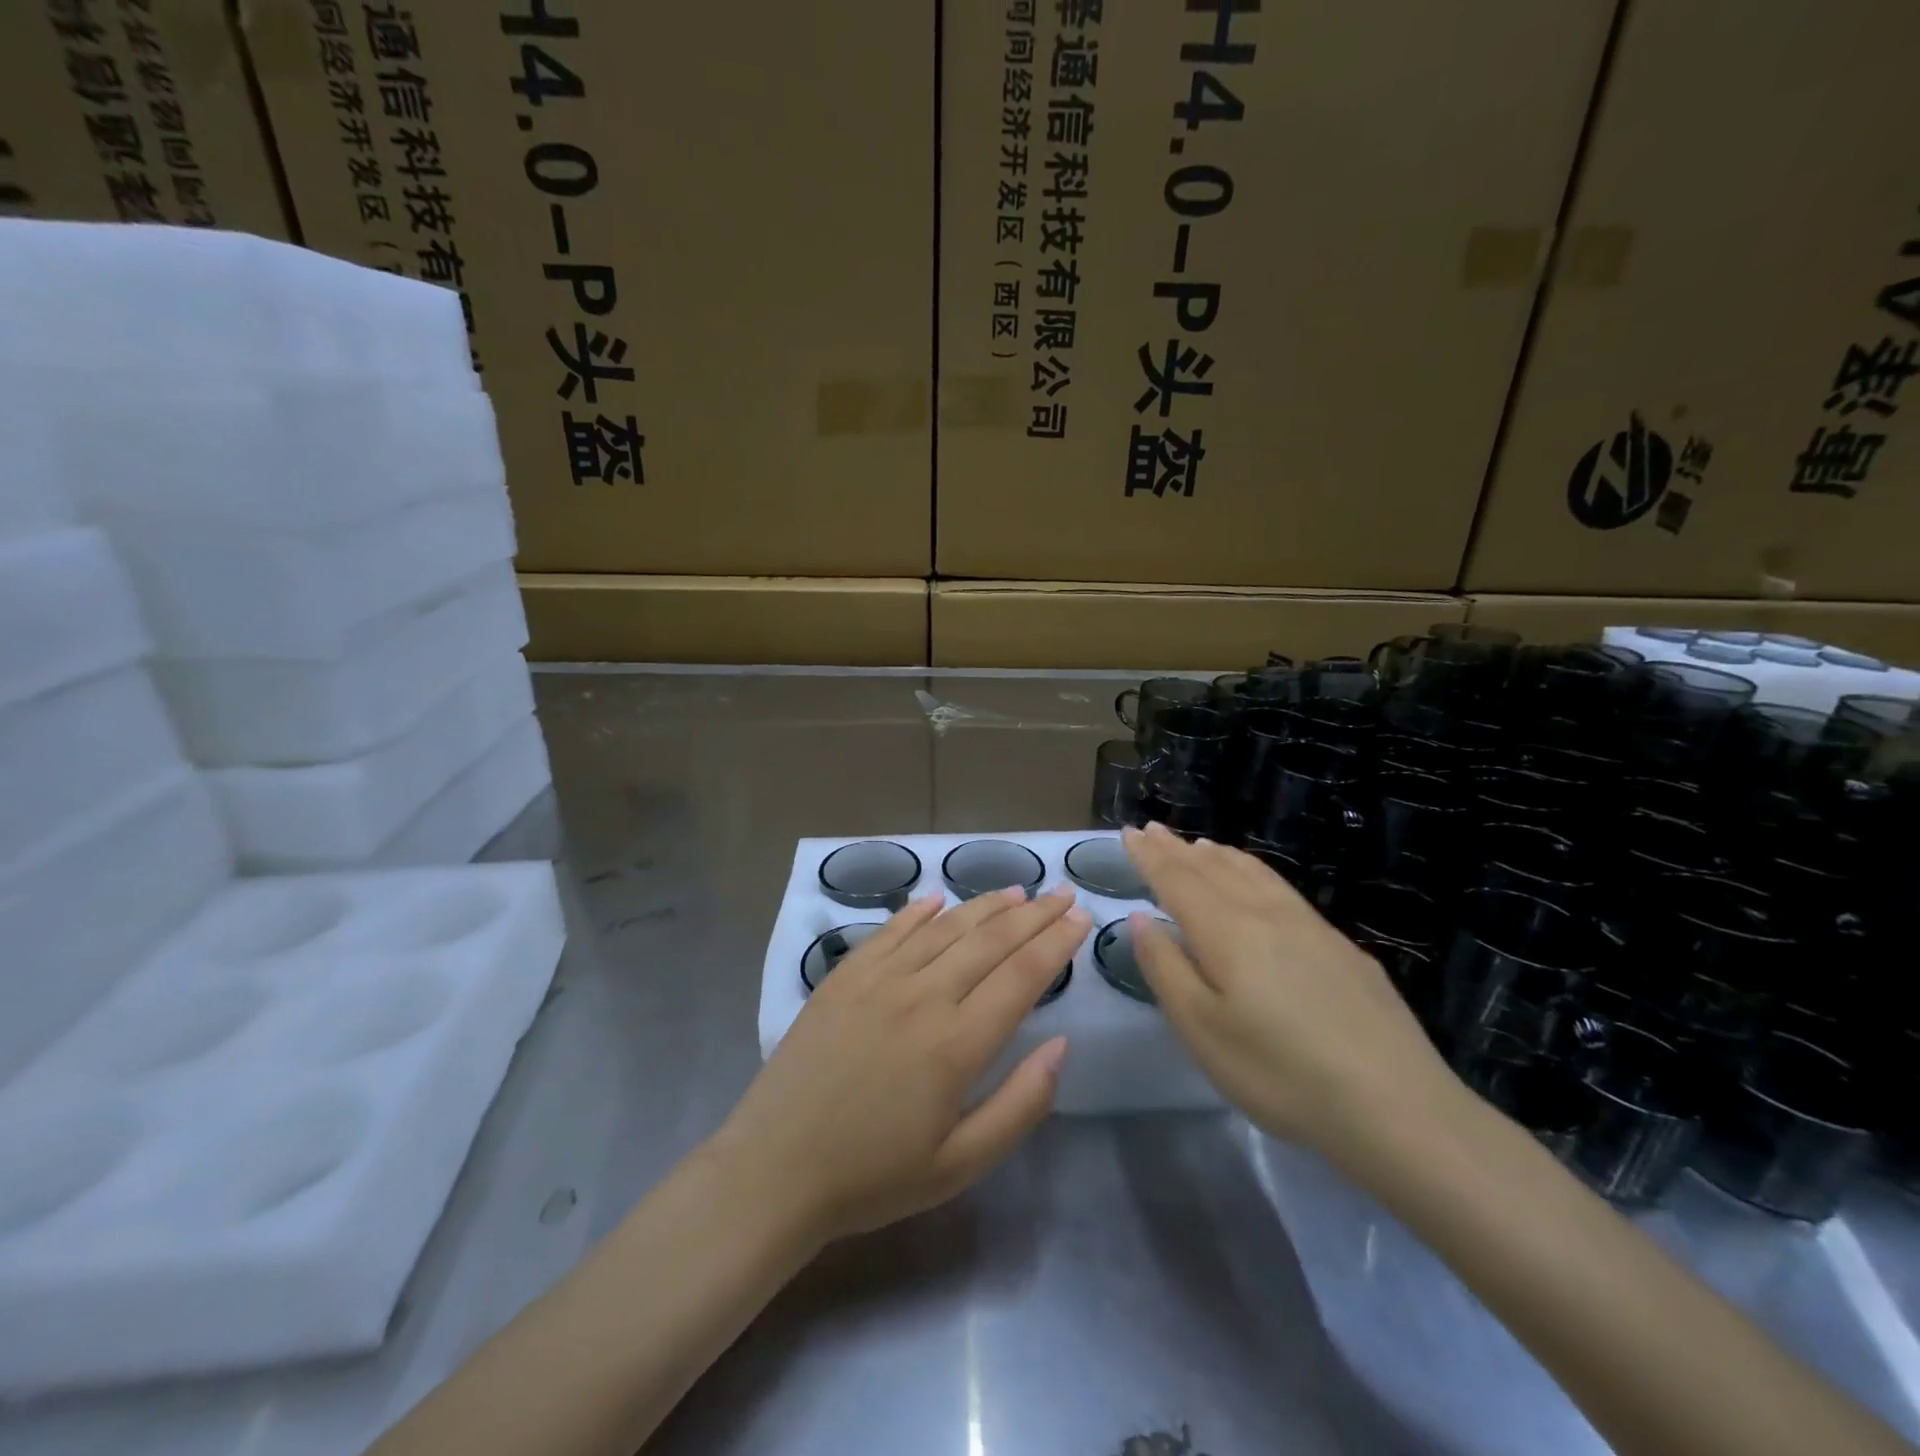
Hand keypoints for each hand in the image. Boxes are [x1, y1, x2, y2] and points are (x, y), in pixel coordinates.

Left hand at [715, 885, 1090, 1243]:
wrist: (775, 1169)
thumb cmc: (873, 1176)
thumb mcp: (960, 1164)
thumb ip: (1021, 1104)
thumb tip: (1062, 1045)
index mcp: (956, 1044)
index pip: (1021, 976)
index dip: (1057, 943)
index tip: (1082, 918)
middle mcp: (922, 996)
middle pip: (989, 941)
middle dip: (1034, 915)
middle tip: (1063, 892)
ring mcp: (878, 979)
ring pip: (944, 928)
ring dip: (985, 905)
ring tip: (1017, 891)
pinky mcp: (843, 976)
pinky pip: (890, 930)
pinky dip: (919, 911)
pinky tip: (938, 898)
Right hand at [1124, 823, 1456, 1158]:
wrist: (1398, 1107)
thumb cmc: (1281, 1073)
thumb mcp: (1202, 1030)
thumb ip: (1166, 968)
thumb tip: (1142, 919)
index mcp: (1226, 932)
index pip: (1177, 880)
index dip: (1150, 856)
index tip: (1128, 832)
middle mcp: (1265, 914)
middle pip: (1212, 870)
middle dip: (1177, 849)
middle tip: (1151, 829)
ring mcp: (1309, 927)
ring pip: (1253, 873)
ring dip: (1217, 855)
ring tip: (1197, 845)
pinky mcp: (1341, 947)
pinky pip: (1281, 888)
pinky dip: (1254, 871)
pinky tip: (1257, 882)